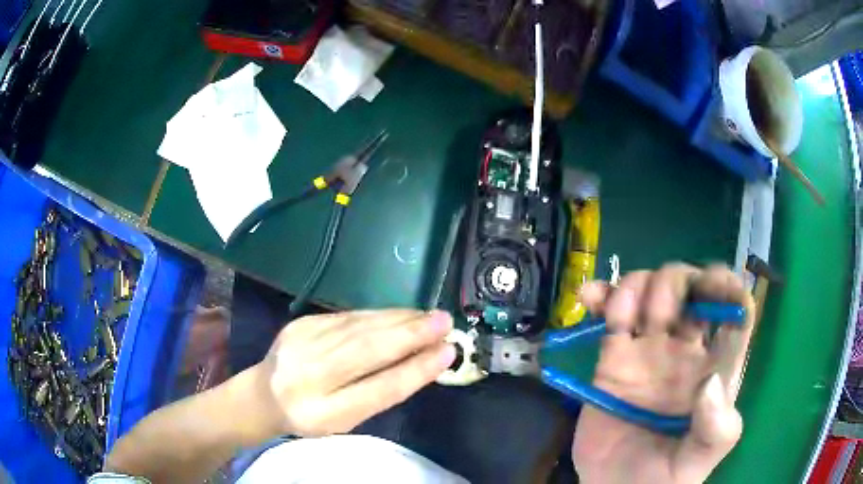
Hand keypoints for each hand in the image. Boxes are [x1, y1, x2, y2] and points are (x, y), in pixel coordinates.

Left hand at [249, 309, 455, 436]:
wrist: (264, 393)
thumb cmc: (312, 414)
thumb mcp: (346, 419)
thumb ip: (379, 392)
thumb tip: (423, 359)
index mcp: (322, 413)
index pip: (377, 390)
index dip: (415, 370)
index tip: (447, 353)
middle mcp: (307, 375)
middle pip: (365, 350)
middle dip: (410, 335)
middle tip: (445, 323)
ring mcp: (301, 343)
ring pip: (358, 326)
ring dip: (399, 319)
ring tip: (428, 317)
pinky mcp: (301, 322)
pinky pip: (348, 317)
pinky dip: (379, 315)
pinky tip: (400, 315)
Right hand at [572, 263, 754, 483]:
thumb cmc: (662, 478)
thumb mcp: (697, 462)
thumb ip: (716, 429)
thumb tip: (711, 383)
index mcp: (716, 367)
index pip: (735, 311)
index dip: (727, 288)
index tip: (711, 287)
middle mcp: (688, 349)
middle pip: (691, 287)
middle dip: (676, 283)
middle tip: (657, 318)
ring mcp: (650, 349)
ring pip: (652, 289)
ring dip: (638, 285)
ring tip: (621, 318)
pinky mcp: (614, 357)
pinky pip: (612, 314)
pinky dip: (603, 296)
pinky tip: (591, 298)